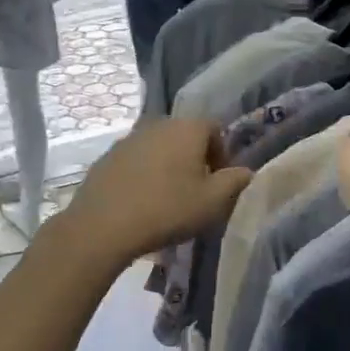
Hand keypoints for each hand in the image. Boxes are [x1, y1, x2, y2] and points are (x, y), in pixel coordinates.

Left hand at [56, 119, 252, 268]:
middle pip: (184, 136)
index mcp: (186, 128)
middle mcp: (157, 124)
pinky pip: (134, 161)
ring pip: (158, 148)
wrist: (103, 226)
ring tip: (167, 198)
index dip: (222, 154)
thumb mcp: (213, 202)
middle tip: (195, 191)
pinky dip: (142, 175)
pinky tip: (140, 201)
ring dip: (167, 166)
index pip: (214, 129)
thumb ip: (235, 182)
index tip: (219, 182)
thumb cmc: (168, 210)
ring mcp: (127, 139)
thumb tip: (246, 171)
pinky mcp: (106, 157)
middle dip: (194, 159)